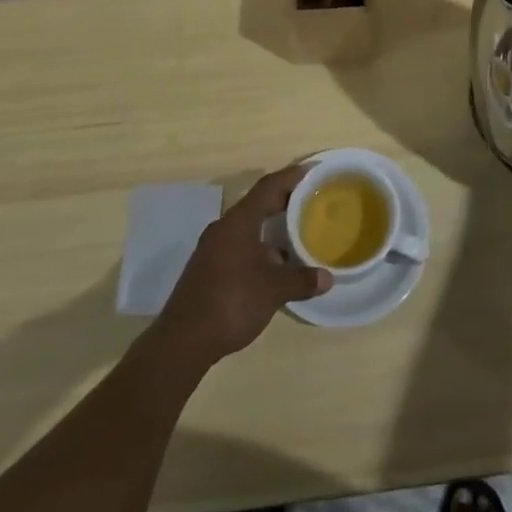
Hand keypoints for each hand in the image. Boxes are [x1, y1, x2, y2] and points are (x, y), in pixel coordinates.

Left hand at [155, 165, 329, 364]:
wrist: (183, 341)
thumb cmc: (232, 301)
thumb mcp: (274, 290)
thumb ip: (301, 279)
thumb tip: (327, 278)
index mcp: (239, 221)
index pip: (268, 187)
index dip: (291, 176)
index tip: (311, 171)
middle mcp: (224, 228)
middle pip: (257, 204)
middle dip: (283, 201)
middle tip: (309, 200)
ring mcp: (212, 249)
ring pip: (247, 227)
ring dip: (271, 227)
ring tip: (296, 232)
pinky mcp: (207, 269)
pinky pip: (239, 245)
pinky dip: (259, 246)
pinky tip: (273, 264)